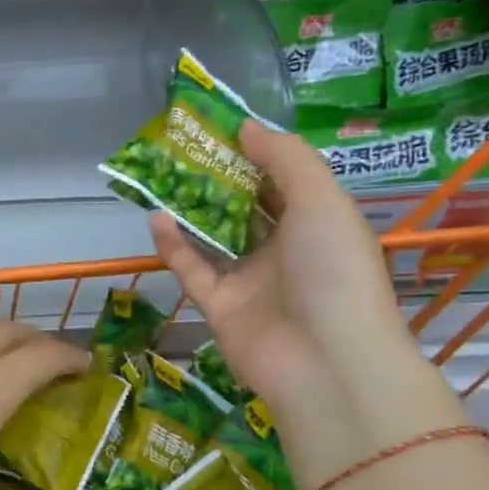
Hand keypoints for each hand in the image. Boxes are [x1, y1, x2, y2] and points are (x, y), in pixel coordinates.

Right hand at [151, 119, 465, 487]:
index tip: (221, 128)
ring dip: (191, 209)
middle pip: (245, 207)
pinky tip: (156, 218)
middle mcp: (284, 250)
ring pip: (214, 237)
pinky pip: (192, 270)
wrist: (325, 361)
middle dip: (217, 178)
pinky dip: (173, 246)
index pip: (283, 182)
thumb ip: (285, 158)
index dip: (255, 154)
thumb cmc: (332, 270)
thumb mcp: (321, 200)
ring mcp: (250, 280)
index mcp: (317, 224)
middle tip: (182, 148)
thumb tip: (245, 127)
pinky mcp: (219, 306)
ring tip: (162, 176)